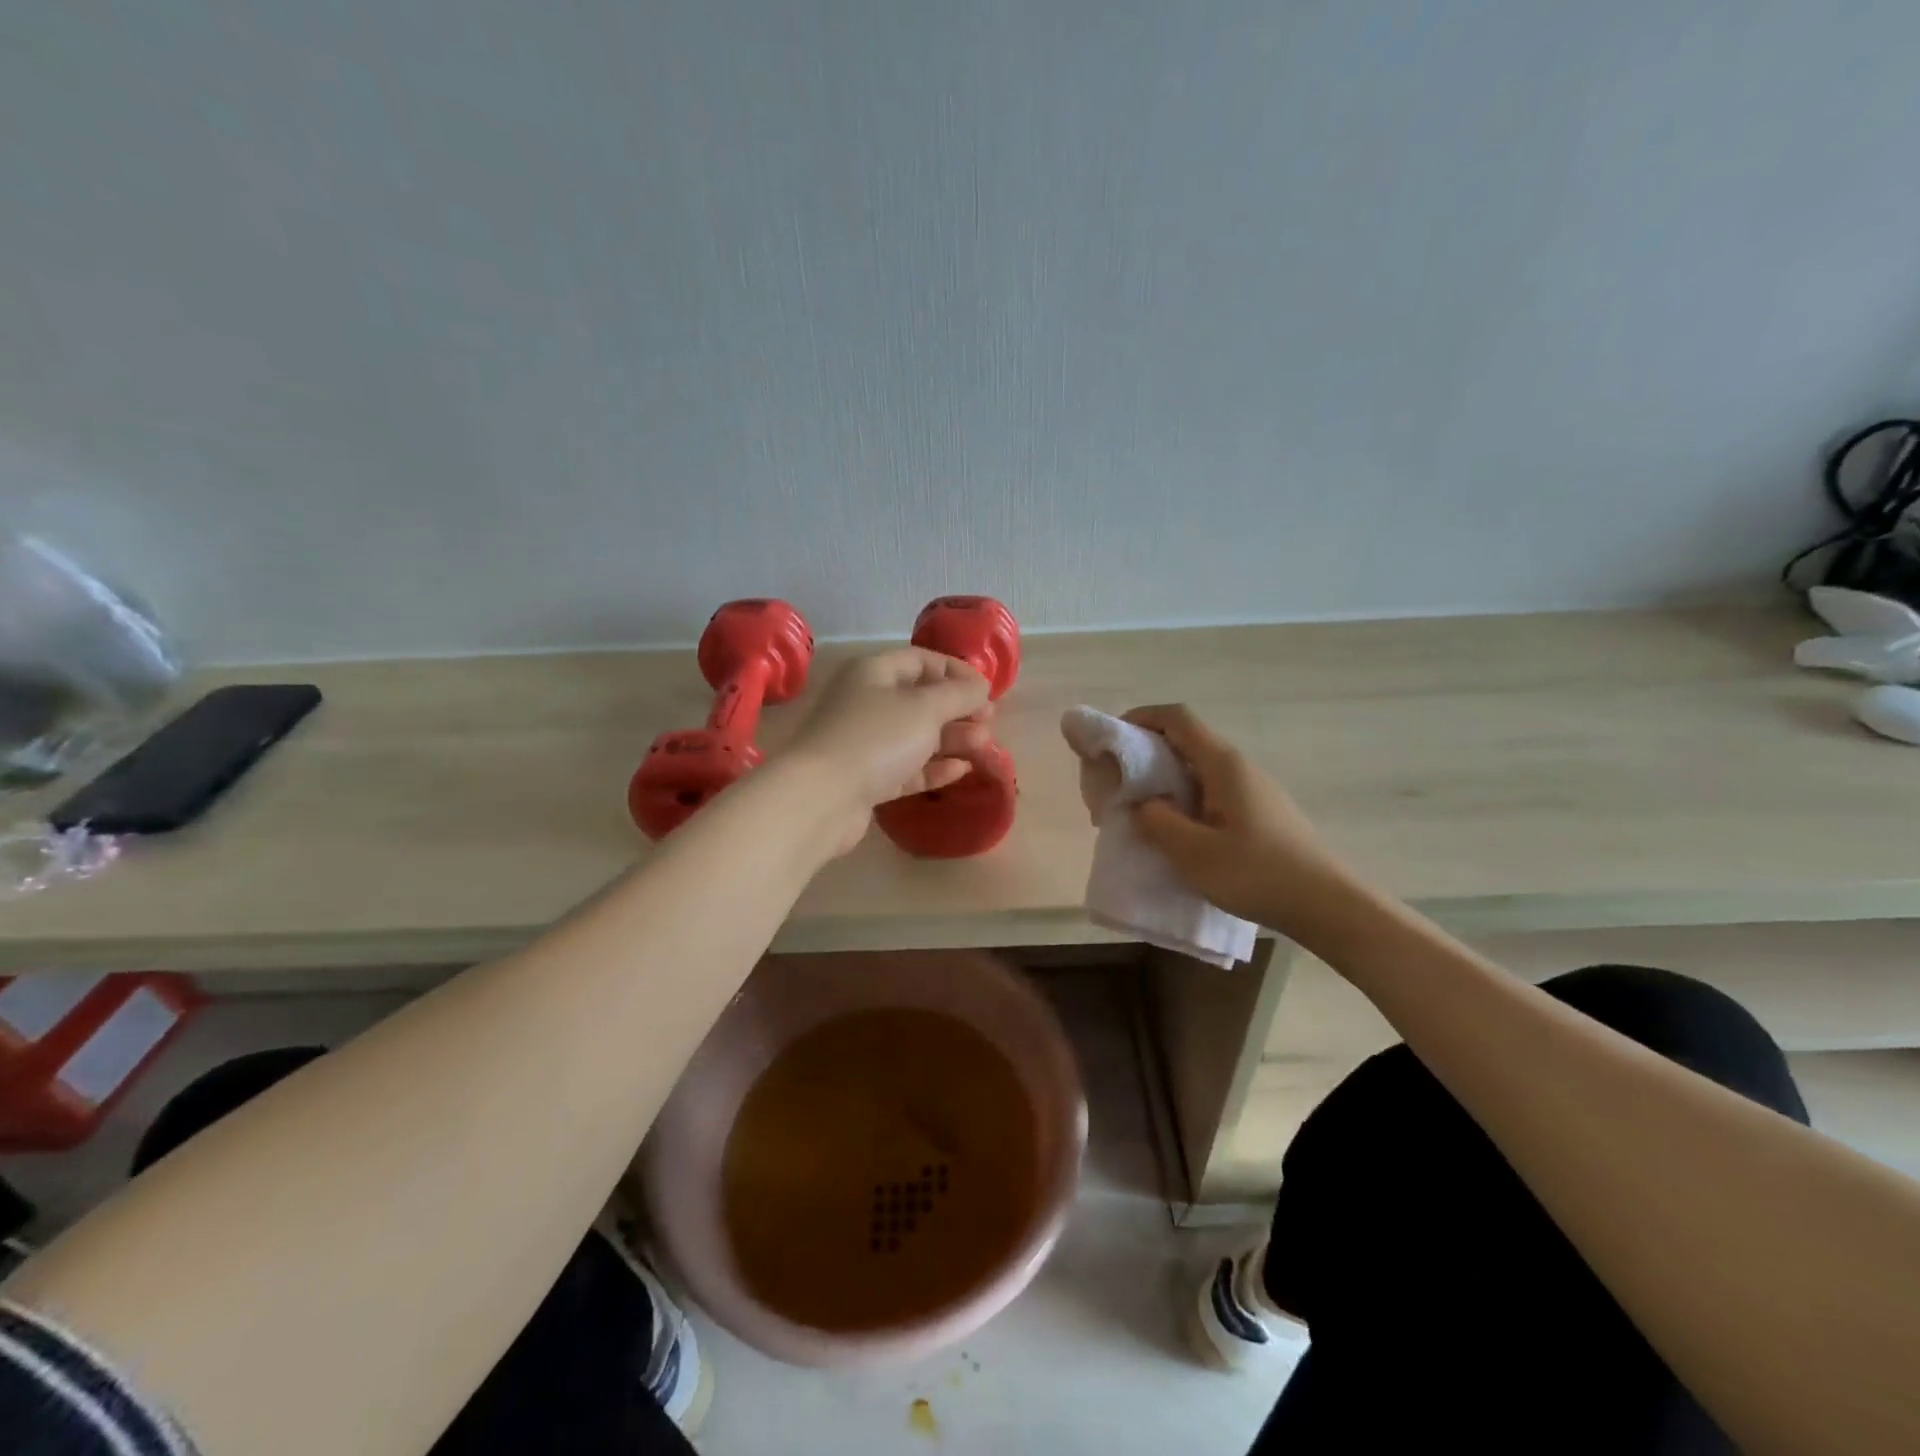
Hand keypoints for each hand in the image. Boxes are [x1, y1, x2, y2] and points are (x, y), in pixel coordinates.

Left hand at [781, 649, 994, 855]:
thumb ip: (959, 694)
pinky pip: (907, 767)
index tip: (987, 691)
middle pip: (920, 699)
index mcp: (874, 673)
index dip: (957, 671)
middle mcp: (867, 702)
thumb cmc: (876, 738)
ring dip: (952, 739)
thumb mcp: (925, 708)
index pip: (922, 660)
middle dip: (958, 709)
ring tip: (983, 746)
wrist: (821, 798)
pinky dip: (934, 767)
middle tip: (989, 722)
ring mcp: (865, 743)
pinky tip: (961, 771)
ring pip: (916, 736)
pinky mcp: (867, 780)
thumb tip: (981, 686)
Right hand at [1120, 704, 1351, 933]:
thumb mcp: (1194, 852)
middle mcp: (1239, 767)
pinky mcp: (1259, 812)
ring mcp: (1253, 789)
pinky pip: (1211, 792)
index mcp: (1223, 765)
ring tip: (1140, 811)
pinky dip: (1184, 799)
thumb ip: (1157, 821)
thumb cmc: (1258, 874)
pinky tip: (1177, 832)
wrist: (1328, 906)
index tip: (1112, 738)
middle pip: (1186, 741)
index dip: (1141, 717)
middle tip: (1117, 782)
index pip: (1177, 719)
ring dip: (1164, 780)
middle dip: (1146, 753)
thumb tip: (1140, 803)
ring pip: (1198, 769)